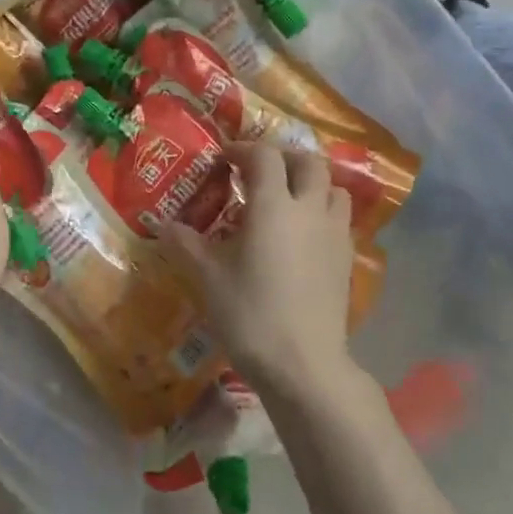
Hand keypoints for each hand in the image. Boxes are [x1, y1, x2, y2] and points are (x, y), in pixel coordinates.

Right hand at [162, 142, 354, 393]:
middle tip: (258, 171)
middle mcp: (309, 209)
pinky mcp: (347, 259)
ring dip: (310, 182)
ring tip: (286, 198)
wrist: (303, 363)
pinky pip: (339, 218)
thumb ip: (186, 245)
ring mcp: (334, 234)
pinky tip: (303, 236)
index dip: (243, 149)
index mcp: (273, 205)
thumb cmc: (249, 314)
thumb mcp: (207, 278)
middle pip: (308, 161)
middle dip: (283, 157)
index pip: (264, 156)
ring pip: (332, 187)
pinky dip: (321, 211)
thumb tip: (165, 226)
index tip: (223, 159)